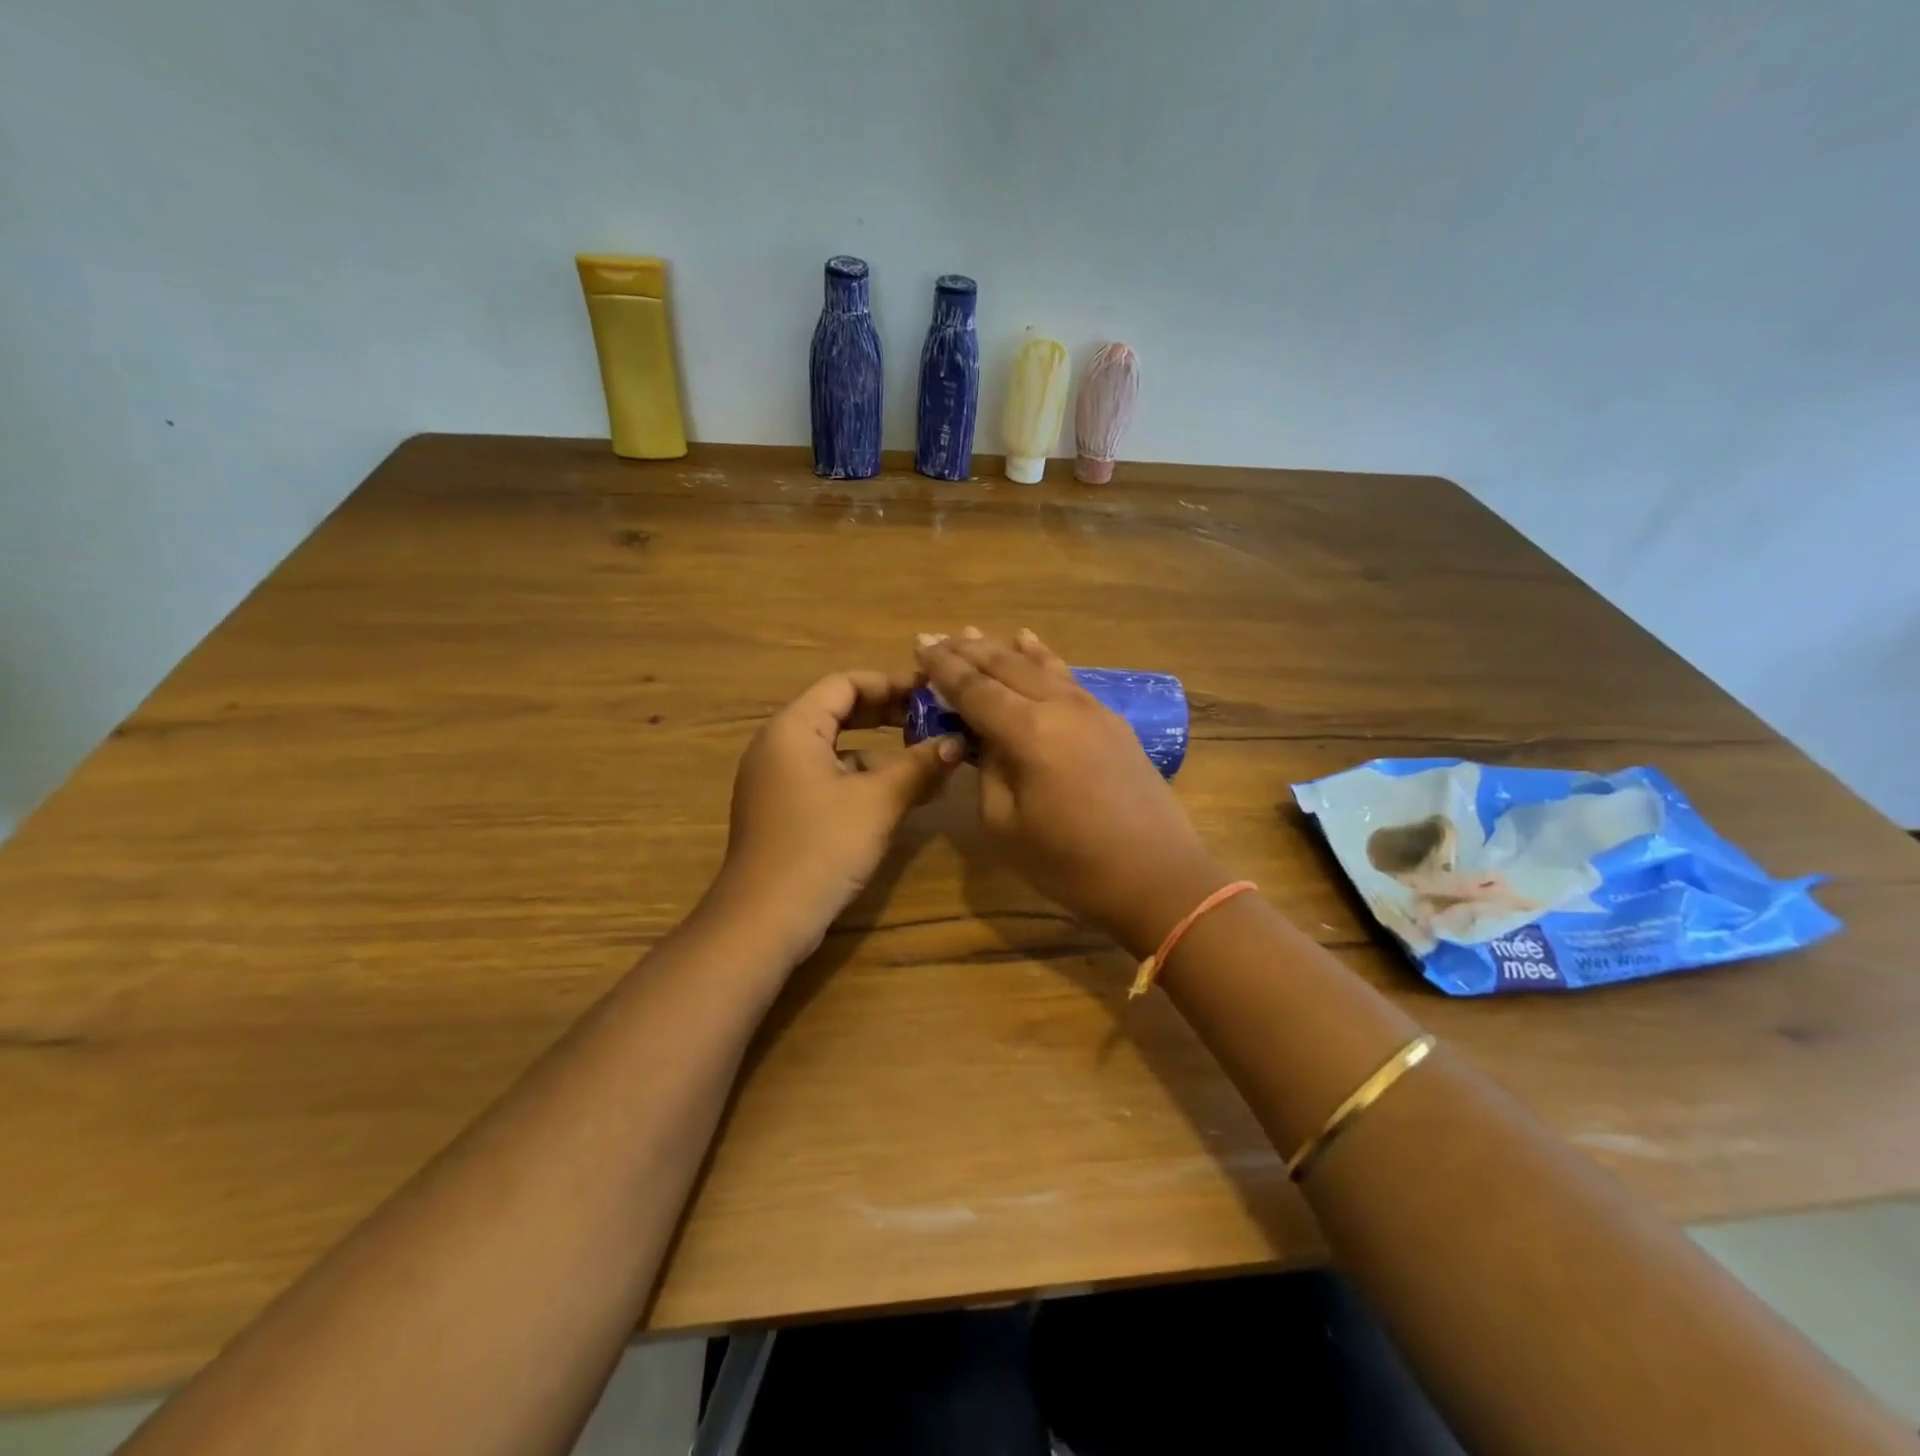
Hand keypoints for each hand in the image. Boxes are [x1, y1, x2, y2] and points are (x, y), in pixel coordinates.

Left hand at [715, 670, 963, 957]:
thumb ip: (919, 765)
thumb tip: (956, 741)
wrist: (764, 920)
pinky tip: (900, 795)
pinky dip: (864, 778)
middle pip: (840, 711)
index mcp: (794, 728)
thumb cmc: (821, 848)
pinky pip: (830, 777)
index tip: (933, 693)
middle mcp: (780, 745)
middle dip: (890, 714)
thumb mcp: (878, 802)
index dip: (891, 683)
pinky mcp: (785, 810)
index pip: (845, 683)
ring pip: (838, 748)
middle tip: (935, 720)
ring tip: (928, 760)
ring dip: (882, 751)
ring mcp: (779, 779)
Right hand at [914, 628, 1229, 956]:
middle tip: (936, 637)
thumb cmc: (1072, 864)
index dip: (944, 668)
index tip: (920, 645)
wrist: (1158, 877)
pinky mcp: (1112, 721)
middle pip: (1006, 667)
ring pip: (1039, 666)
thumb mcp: (1006, 826)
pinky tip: (1032, 644)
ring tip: (974, 633)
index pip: (975, 688)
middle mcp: (1060, 707)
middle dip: (968, 651)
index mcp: (1029, 733)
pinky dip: (1043, 658)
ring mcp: (1092, 709)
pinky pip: (1067, 677)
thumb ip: (988, 771)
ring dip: (1002, 649)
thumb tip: (987, 740)